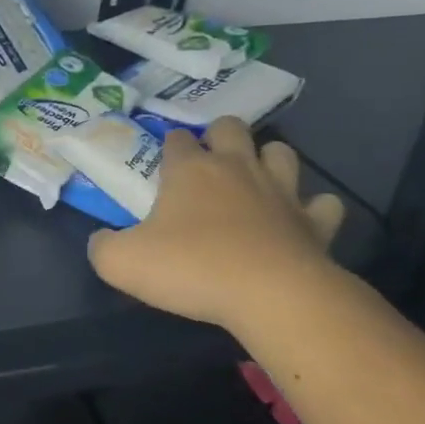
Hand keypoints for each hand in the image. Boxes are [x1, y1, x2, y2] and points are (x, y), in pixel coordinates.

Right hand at [88, 118, 345, 333]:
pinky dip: (313, 209)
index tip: (163, 166)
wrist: (271, 296)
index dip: (169, 147)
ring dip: (268, 161)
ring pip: (281, 152)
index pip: (176, 140)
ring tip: (255, 182)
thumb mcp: (121, 262)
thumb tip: (101, 240)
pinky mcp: (314, 222)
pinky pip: (323, 204)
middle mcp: (236, 168)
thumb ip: (102, 247)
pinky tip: (300, 222)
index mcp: (190, 170)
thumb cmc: (192, 268)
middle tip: (209, 165)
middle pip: (231, 127)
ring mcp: (281, 191)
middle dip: (219, 136)